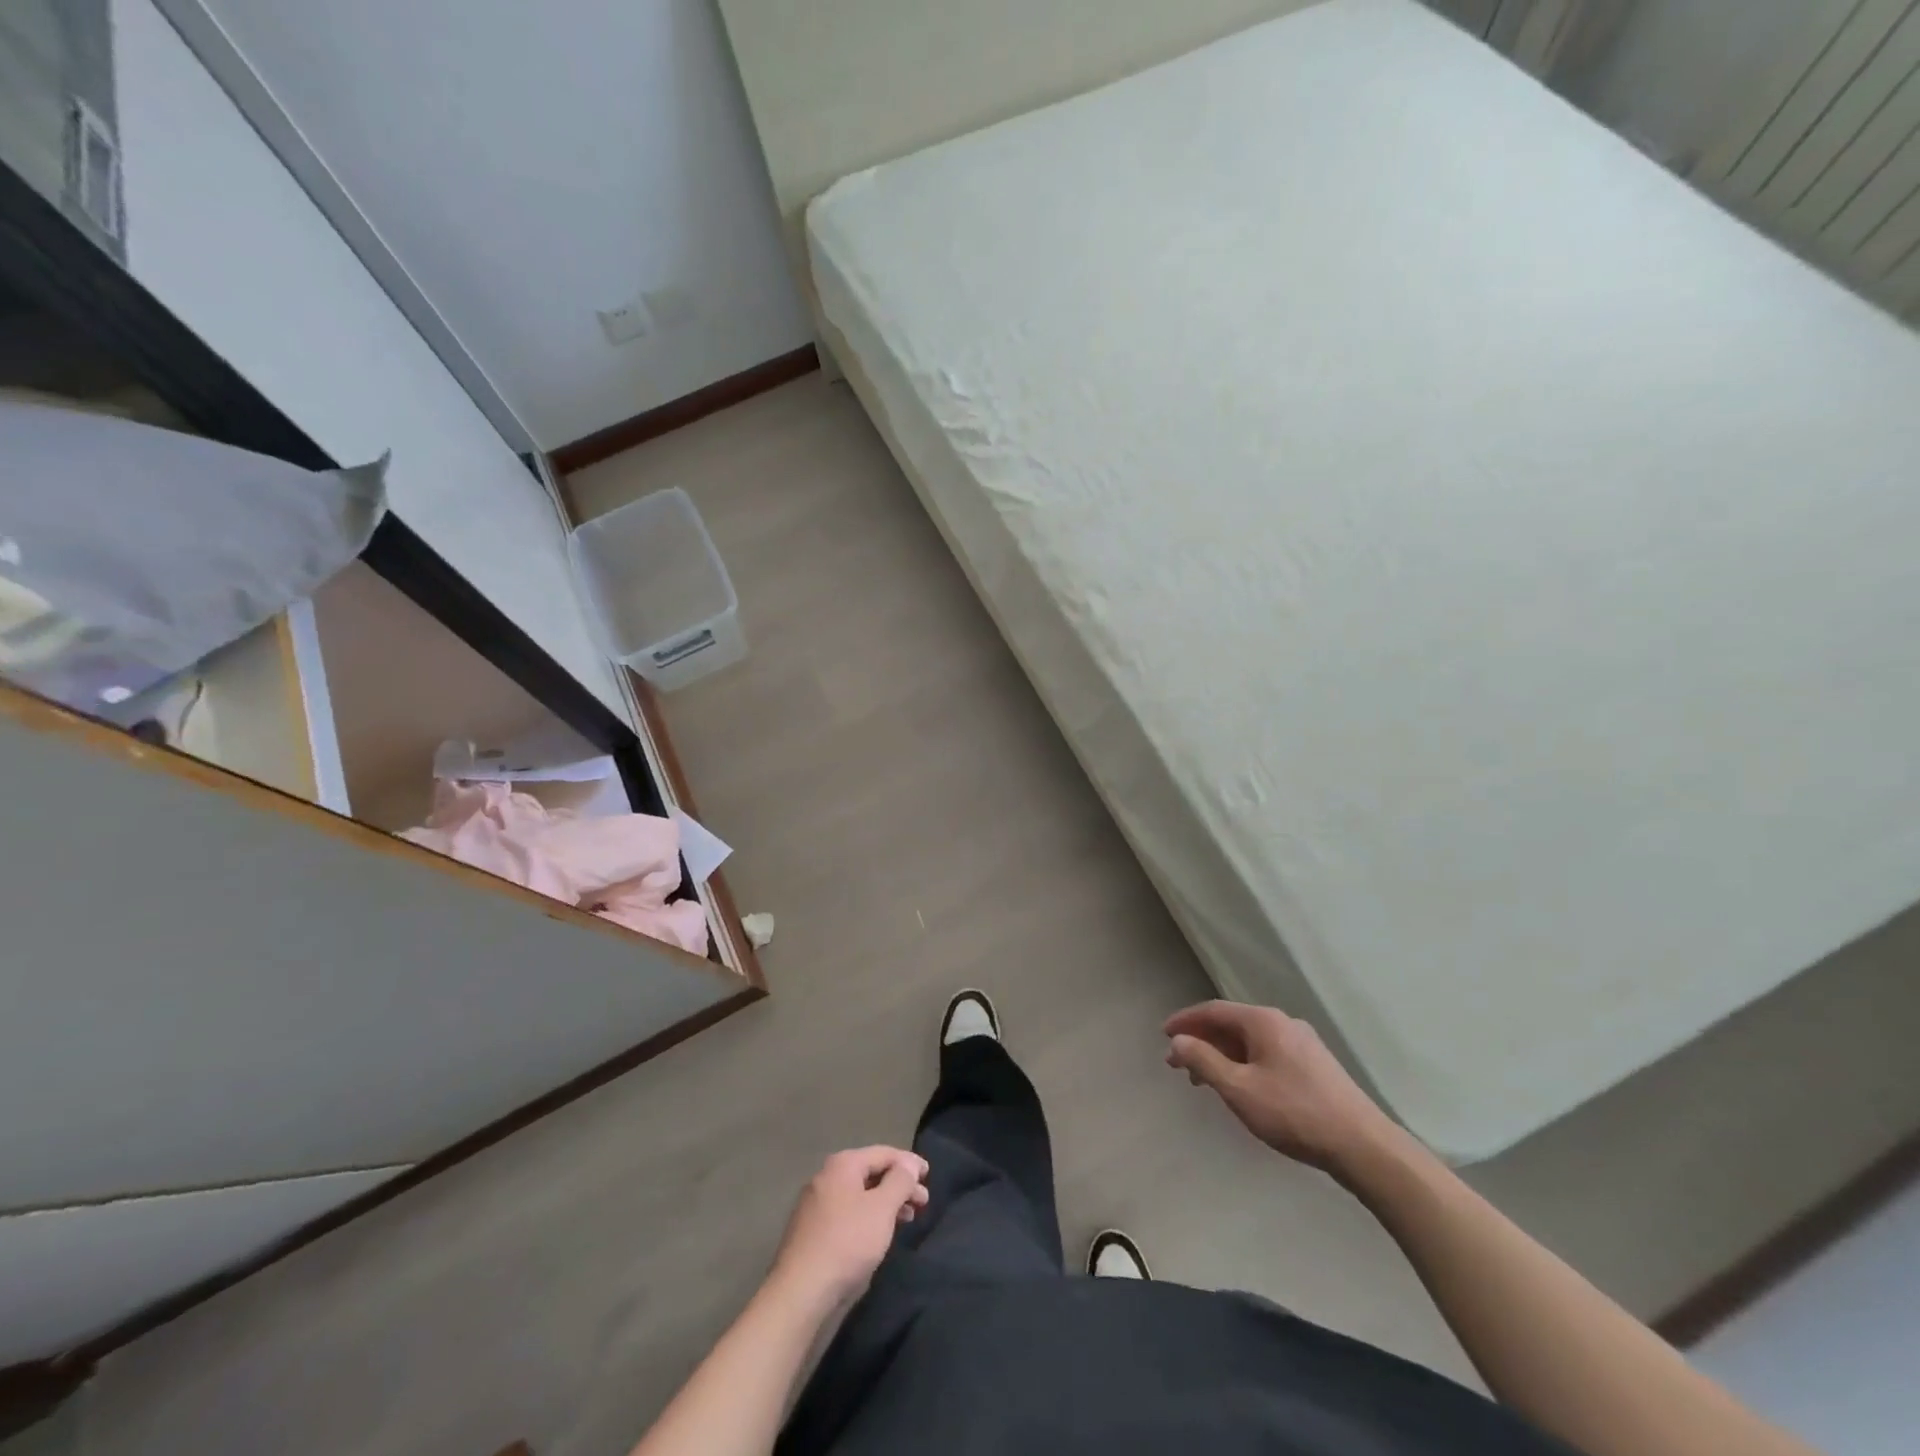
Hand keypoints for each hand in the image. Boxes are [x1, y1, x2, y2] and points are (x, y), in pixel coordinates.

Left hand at [771, 1147, 929, 1306]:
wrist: (800, 1293)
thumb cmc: (847, 1243)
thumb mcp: (882, 1209)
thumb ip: (900, 1181)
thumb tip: (909, 1162)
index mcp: (842, 1164)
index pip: (883, 1153)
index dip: (909, 1162)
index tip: (929, 1175)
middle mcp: (827, 1177)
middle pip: (871, 1173)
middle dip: (899, 1185)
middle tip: (923, 1202)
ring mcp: (816, 1204)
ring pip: (860, 1195)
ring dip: (886, 1203)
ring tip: (907, 1219)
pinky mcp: (812, 1231)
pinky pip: (848, 1213)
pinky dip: (869, 1217)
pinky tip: (879, 1234)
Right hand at [1165, 1001, 1401, 1180]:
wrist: (1363, 1146)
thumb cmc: (1294, 1113)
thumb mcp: (1239, 1089)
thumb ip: (1204, 1061)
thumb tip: (1178, 1041)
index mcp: (1263, 1021)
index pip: (1214, 1010)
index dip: (1185, 1021)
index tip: (1163, 1035)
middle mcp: (1283, 1022)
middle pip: (1232, 1024)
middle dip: (1202, 1041)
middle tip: (1178, 1064)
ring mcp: (1302, 1042)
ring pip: (1250, 1041)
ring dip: (1222, 1055)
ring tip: (1203, 1081)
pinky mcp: (1315, 1065)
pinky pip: (1267, 1053)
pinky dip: (1244, 1063)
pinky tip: (1240, 1086)